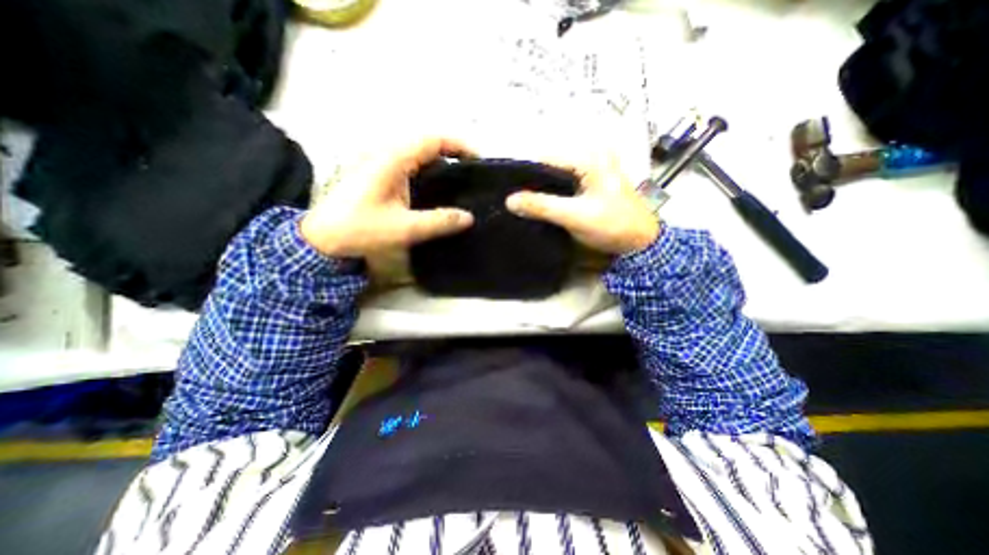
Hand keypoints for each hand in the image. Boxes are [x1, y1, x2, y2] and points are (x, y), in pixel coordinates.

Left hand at [297, 137, 473, 257]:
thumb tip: (469, 217)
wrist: (322, 237)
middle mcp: (387, 153)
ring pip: (420, 153)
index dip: (460, 146)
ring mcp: (382, 162)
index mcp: (393, 159)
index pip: (433, 139)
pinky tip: (438, 189)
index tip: (480, 161)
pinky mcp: (380, 173)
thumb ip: (438, 222)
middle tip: (474, 175)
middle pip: (428, 143)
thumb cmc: (360, 229)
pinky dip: (430, 171)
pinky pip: (412, 164)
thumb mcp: (403, 228)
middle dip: (455, 153)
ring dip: (443, 162)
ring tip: (462, 181)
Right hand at [504, 153, 657, 254]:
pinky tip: (541, 207)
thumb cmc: (612, 225)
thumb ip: (542, 206)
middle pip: (550, 167)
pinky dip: (551, 195)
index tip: (508, 193)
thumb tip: (510, 200)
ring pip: (555, 177)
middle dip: (532, 184)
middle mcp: (590, 157)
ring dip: (541, 191)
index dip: (525, 175)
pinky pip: (563, 186)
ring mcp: (590, 171)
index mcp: (589, 157)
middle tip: (515, 202)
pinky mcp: (589, 185)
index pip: (546, 158)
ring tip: (523, 206)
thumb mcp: (575, 215)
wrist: (640, 243)